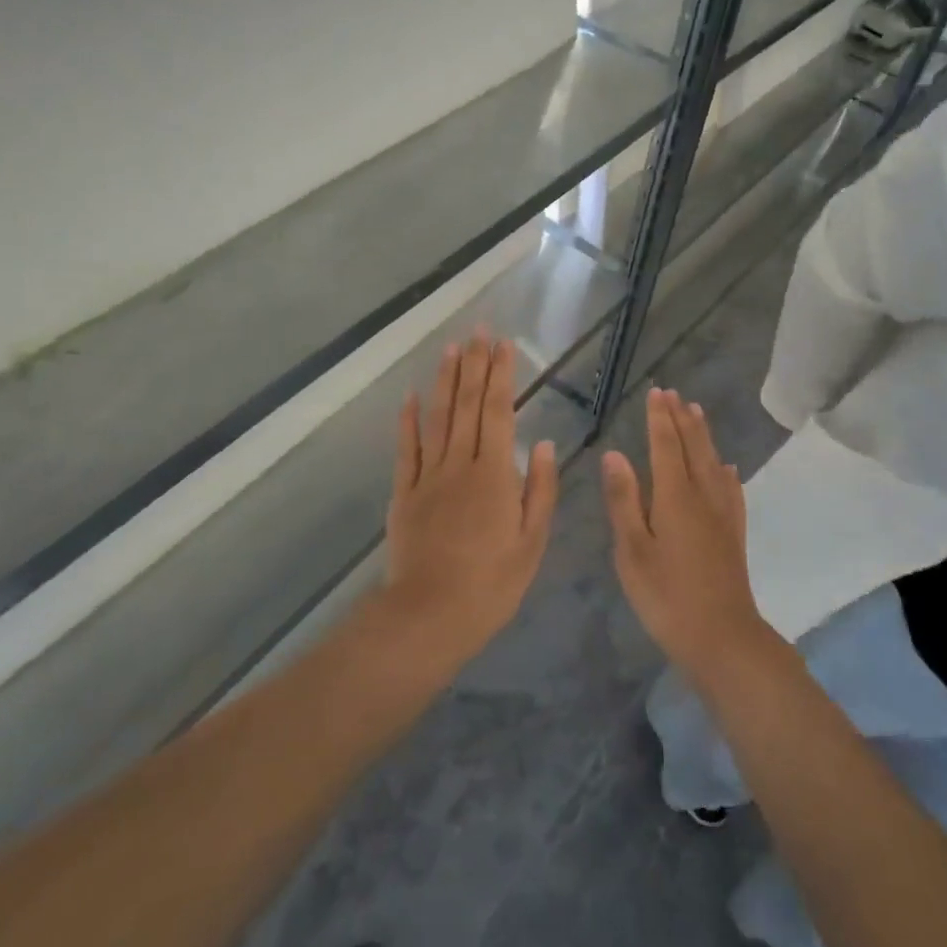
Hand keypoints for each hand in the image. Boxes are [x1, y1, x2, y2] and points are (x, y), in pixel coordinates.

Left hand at [383, 334, 558, 670]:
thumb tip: (542, 443)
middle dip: (474, 365)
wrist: (429, 615)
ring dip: (444, 381)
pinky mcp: (404, 494)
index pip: (498, 412)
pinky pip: (406, 450)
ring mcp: (427, 477)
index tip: (503, 345)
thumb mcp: (532, 542)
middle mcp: (459, 464)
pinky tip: (410, 396)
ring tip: (451, 349)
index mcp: (494, 474)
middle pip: (466, 405)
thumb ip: (539, 489)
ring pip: (437, 418)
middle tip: (478, 331)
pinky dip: (407, 421)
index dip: (500, 375)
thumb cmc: (491, 584)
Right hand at [601, 388, 768, 681]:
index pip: (666, 446)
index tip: (656, 392)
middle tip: (674, 393)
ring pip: (713, 462)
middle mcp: (703, 496)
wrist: (723, 638)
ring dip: (704, 435)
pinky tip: (726, 468)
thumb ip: (624, 501)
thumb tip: (615, 454)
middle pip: (693, 447)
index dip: (659, 418)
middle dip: (682, 418)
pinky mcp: (734, 533)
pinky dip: (725, 470)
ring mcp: (723, 514)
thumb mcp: (632, 551)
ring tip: (697, 412)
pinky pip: (731, 489)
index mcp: (674, 497)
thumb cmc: (667, 597)